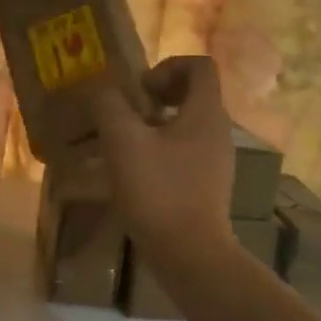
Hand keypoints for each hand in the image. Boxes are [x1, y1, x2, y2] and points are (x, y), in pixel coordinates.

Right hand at [89, 55, 235, 260]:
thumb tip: (102, 91)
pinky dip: (158, 152)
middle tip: (126, 115)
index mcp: (205, 112)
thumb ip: (109, 106)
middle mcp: (217, 131)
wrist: (190, 255)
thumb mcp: (123, 142)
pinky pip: (183, 153)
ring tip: (120, 145)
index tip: (140, 91)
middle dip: (155, 97)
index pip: (199, 65)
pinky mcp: (206, 185)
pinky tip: (131, 174)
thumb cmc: (158, 191)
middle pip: (191, 94)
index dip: (167, 67)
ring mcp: (215, 160)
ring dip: (153, 126)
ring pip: (184, 125)